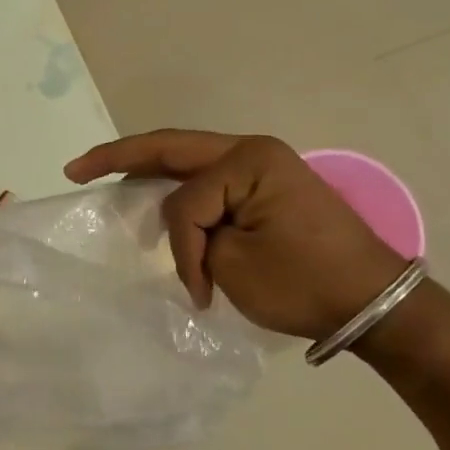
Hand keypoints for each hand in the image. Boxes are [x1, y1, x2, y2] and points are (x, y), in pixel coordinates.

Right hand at [65, 130, 408, 340]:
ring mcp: (261, 164)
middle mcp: (252, 150)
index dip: (180, 245)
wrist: (374, 302)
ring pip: (188, 160)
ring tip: (106, 175)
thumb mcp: (237, 265)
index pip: (187, 199)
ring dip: (148, 169)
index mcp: (248, 161)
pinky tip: (151, 187)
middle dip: (121, 156)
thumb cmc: (307, 283)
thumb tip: (189, 231)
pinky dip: (178, 186)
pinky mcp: (265, 184)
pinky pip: (209, 178)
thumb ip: (195, 235)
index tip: (199, 290)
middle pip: (172, 147)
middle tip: (76, 168)